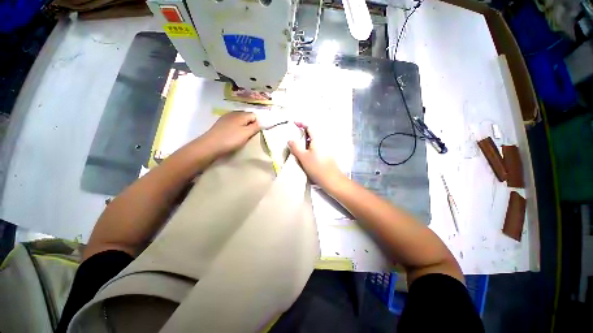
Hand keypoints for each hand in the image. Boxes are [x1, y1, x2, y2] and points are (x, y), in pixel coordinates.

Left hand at [200, 111, 260, 156]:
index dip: (257, 123)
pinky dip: (236, 127)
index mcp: (241, 114)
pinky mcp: (220, 123)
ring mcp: (226, 117)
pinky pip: (232, 123)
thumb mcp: (246, 134)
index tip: (255, 132)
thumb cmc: (231, 139)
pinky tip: (233, 135)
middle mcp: (233, 113)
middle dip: (250, 124)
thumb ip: (255, 127)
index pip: (254, 115)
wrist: (210, 145)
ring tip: (241, 136)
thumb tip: (261, 122)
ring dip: (243, 126)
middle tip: (249, 135)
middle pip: (246, 116)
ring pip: (239, 120)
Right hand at [288, 123, 344, 188]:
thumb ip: (296, 147)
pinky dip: (309, 148)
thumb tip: (290, 139)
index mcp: (318, 139)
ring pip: (313, 141)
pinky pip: (315, 147)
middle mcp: (323, 141)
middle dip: (302, 133)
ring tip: (296, 146)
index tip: (293, 123)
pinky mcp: (325, 155)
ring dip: (305, 142)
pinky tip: (304, 155)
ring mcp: (325, 149)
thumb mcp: (303, 157)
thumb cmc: (317, 167)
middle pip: (312, 133)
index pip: (309, 126)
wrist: (332, 180)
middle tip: (293, 137)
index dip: (301, 123)